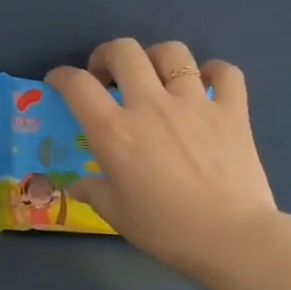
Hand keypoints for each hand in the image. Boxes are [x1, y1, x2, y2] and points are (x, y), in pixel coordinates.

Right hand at [47, 38, 279, 285]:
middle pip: (124, 51)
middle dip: (107, 55)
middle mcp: (151, 105)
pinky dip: (214, 72)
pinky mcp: (232, 110)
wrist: (230, 237)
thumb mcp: (117, 214)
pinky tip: (207, 85)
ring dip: (156, 57)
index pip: (78, 86)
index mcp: (115, 131)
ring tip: (155, 75)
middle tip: (107, 75)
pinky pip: (224, 72)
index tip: (59, 81)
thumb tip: (76, 185)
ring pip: (173, 53)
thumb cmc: (166, 230)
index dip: (61, 76)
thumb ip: (93, 192)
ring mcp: (194, 103)